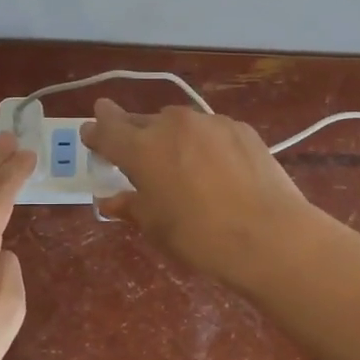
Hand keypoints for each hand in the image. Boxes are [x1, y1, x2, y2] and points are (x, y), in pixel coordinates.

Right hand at [80, 99, 310, 280]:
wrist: (268, 234)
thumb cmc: (200, 237)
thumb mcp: (156, 227)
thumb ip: (130, 206)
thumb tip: (110, 200)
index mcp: (142, 148)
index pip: (107, 130)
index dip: (96, 132)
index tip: (91, 133)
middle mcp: (172, 125)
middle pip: (142, 122)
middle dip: (133, 134)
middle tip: (134, 153)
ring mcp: (210, 122)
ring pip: (179, 124)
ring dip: (172, 138)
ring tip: (180, 164)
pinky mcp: (241, 129)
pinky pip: (211, 131)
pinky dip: (204, 144)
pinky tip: (216, 168)